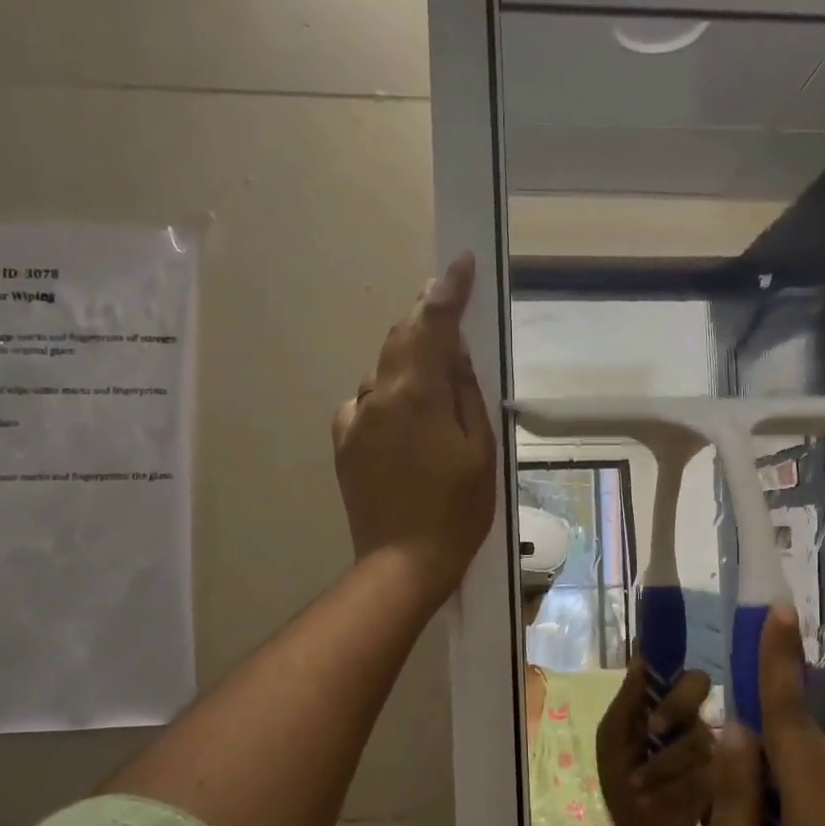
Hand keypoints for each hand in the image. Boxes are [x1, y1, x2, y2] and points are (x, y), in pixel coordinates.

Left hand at [332, 253, 496, 605]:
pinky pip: (368, 404)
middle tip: (450, 310)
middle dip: (426, 320)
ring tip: (436, 390)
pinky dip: (390, 399)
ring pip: (384, 372)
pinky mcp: (344, 442)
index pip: (431, 323)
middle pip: (400, 339)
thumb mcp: (480, 450)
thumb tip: (452, 352)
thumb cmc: (456, 510)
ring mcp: (354, 419)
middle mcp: (376, 396)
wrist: (403, 563)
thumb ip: (465, 392)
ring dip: (409, 365)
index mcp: (415, 394)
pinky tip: (407, 426)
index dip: (447, 289)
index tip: (460, 262)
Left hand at [595, 655, 715, 825]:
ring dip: (663, 763)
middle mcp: (697, 722)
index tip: (657, 696)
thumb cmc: (623, 783)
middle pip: (702, 691)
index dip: (676, 677)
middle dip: (675, 706)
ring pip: (700, 737)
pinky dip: (675, 789)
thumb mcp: (613, 742)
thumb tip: (640, 655)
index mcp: (669, 708)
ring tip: (639, 785)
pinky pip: (709, 775)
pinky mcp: (728, 785)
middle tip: (654, 729)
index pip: (689, 677)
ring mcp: (717, 753)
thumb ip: (627, 701)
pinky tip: (658, 801)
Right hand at [698, 603, 824, 825]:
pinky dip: (793, 804)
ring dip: (776, 773)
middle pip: (807, 749)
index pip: (791, 726)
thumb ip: (731, 805)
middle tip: (721, 741)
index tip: (778, 612)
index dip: (780, 666)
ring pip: (819, 780)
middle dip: (766, 730)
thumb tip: (734, 734)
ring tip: (735, 814)